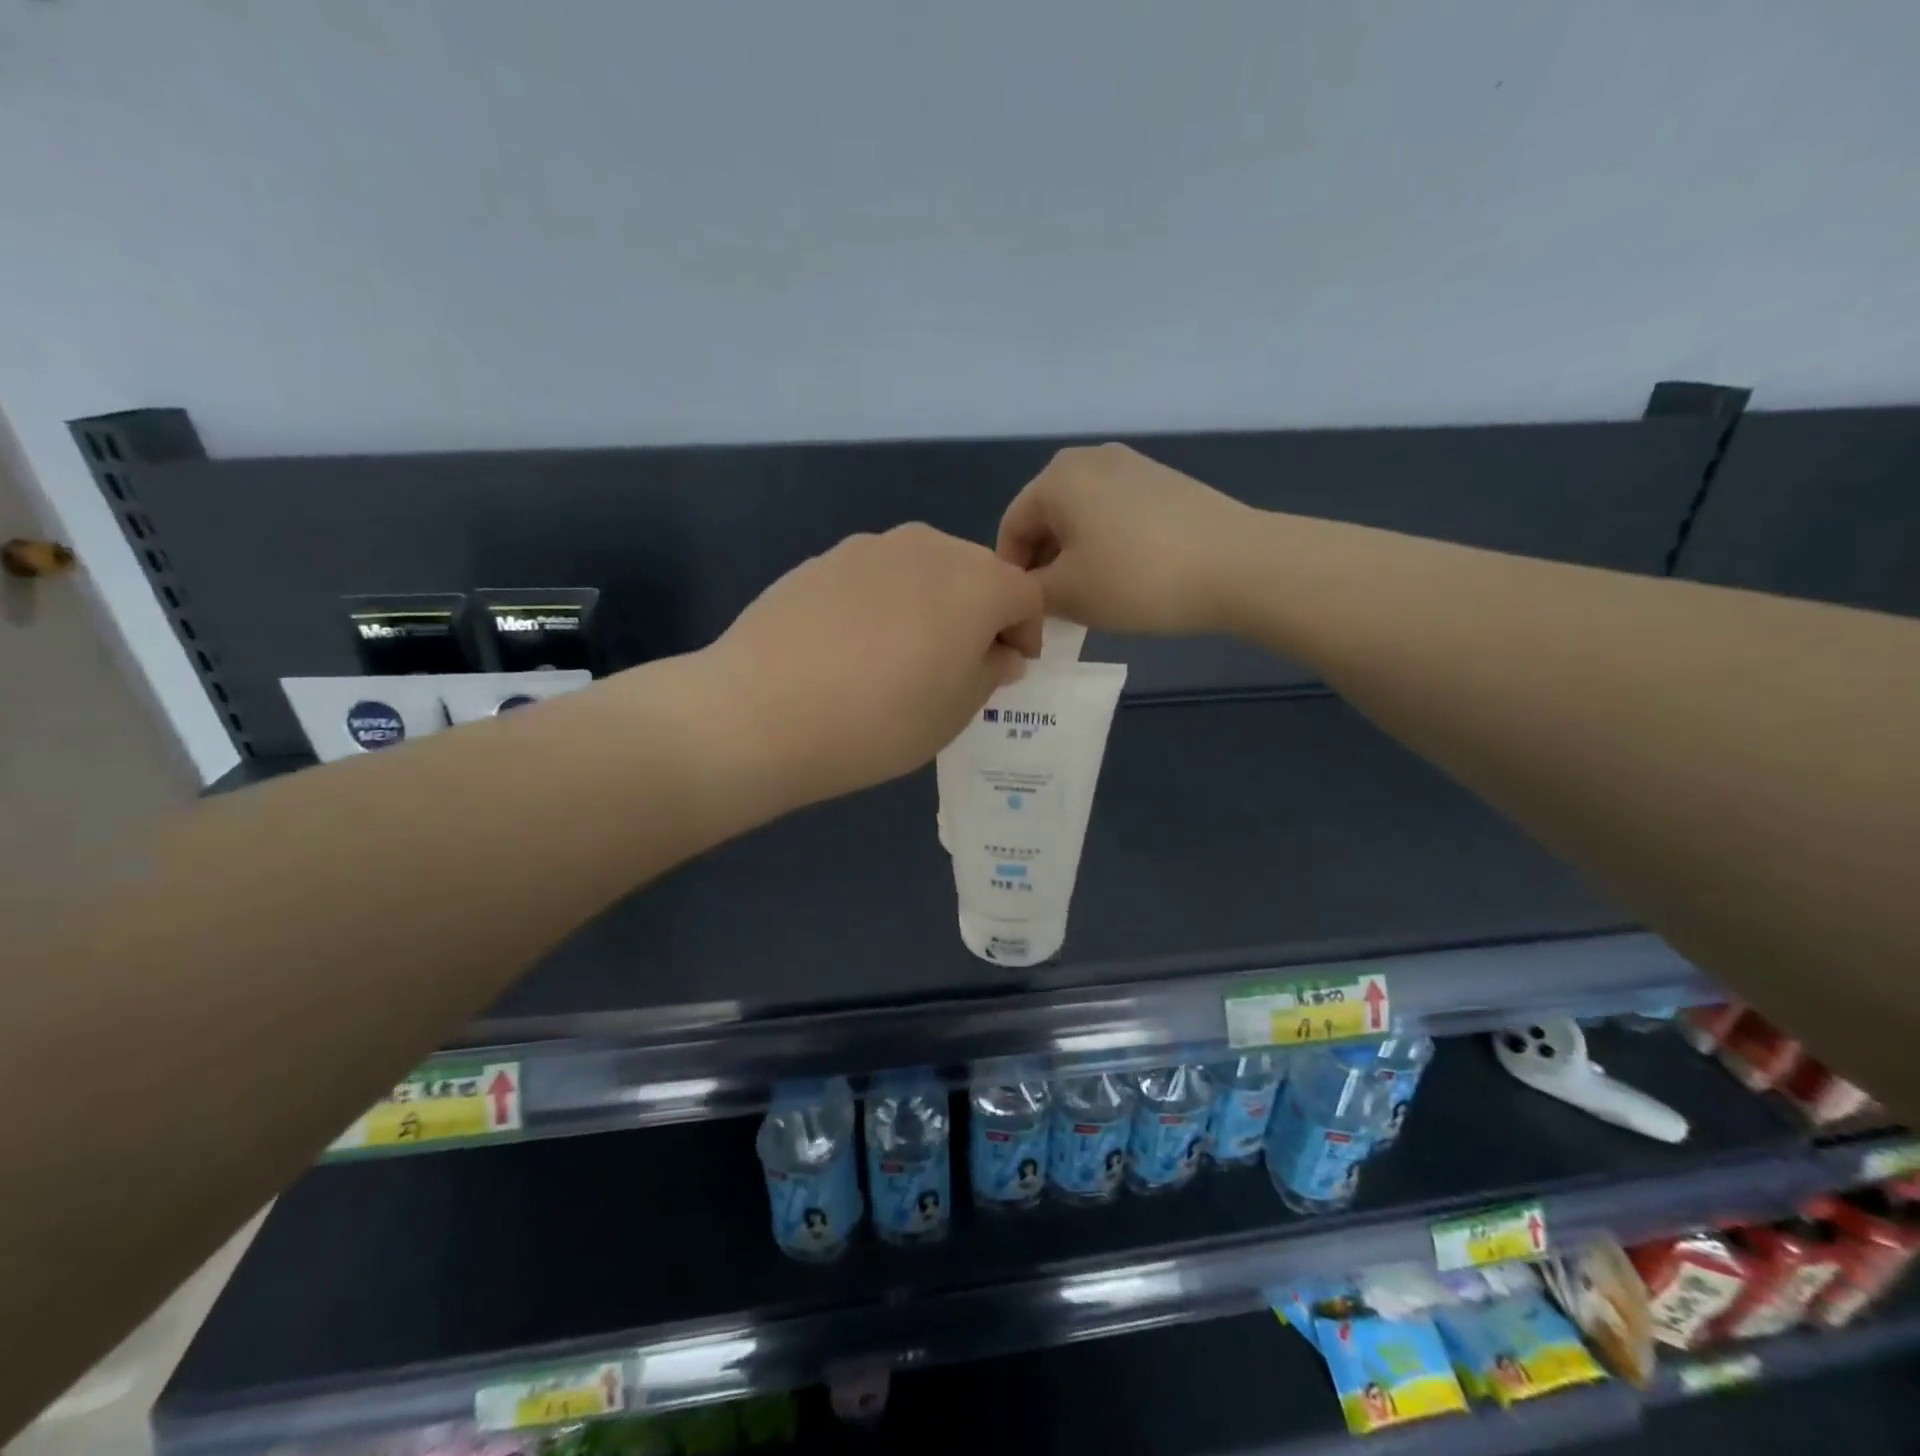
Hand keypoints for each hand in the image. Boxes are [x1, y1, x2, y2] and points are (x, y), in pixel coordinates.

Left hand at [702, 524, 1043, 807]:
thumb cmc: (879, 721)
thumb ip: (989, 672)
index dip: (1027, 633)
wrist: (760, 712)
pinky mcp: (822, 559)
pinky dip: (883, 603)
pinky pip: (875, 577)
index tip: (1010, 670)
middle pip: (975, 573)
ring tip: (902, 657)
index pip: (1026, 595)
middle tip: (959, 665)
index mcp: (977, 582)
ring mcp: (870, 547)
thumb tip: (998, 652)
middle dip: (981, 614)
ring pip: (923, 571)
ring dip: (931, 605)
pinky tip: (854, 648)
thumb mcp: (954, 712)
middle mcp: (929, 547)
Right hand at [998, 443, 1251, 634]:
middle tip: (1055, 612)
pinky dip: (1107, 546)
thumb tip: (1026, 596)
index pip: (1011, 530)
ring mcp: (1132, 466)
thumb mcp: (1066, 595)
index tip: (1025, 616)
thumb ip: (1029, 594)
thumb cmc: (1135, 578)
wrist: (1236, 565)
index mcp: (1055, 478)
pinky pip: (1116, 516)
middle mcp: (1089, 458)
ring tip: (1092, 599)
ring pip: (1082, 519)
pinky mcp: (1164, 482)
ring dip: (1075, 559)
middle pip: (1046, 520)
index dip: (1012, 578)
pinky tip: (1126, 579)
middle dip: (1044, 567)